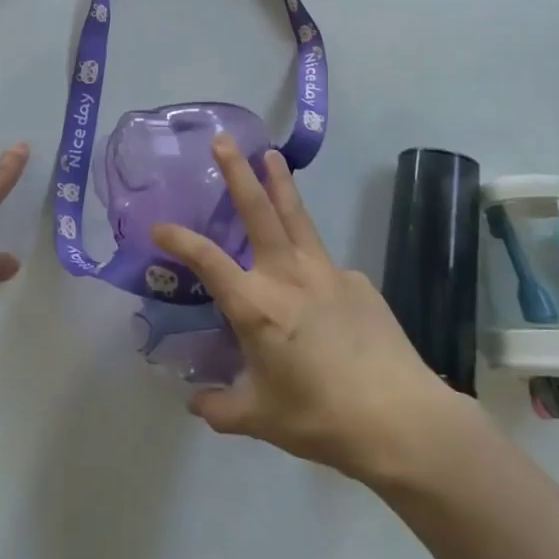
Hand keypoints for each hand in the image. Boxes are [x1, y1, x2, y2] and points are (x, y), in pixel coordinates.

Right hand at [152, 135, 468, 483]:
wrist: (400, 419)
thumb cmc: (320, 419)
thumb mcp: (260, 419)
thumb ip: (221, 408)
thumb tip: (195, 404)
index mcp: (256, 306)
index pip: (206, 261)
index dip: (179, 240)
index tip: (158, 227)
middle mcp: (287, 276)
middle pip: (258, 211)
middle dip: (238, 172)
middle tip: (224, 140)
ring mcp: (327, 272)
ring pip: (297, 216)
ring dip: (281, 183)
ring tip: (272, 155)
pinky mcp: (358, 280)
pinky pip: (326, 265)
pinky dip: (313, 263)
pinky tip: (318, 286)